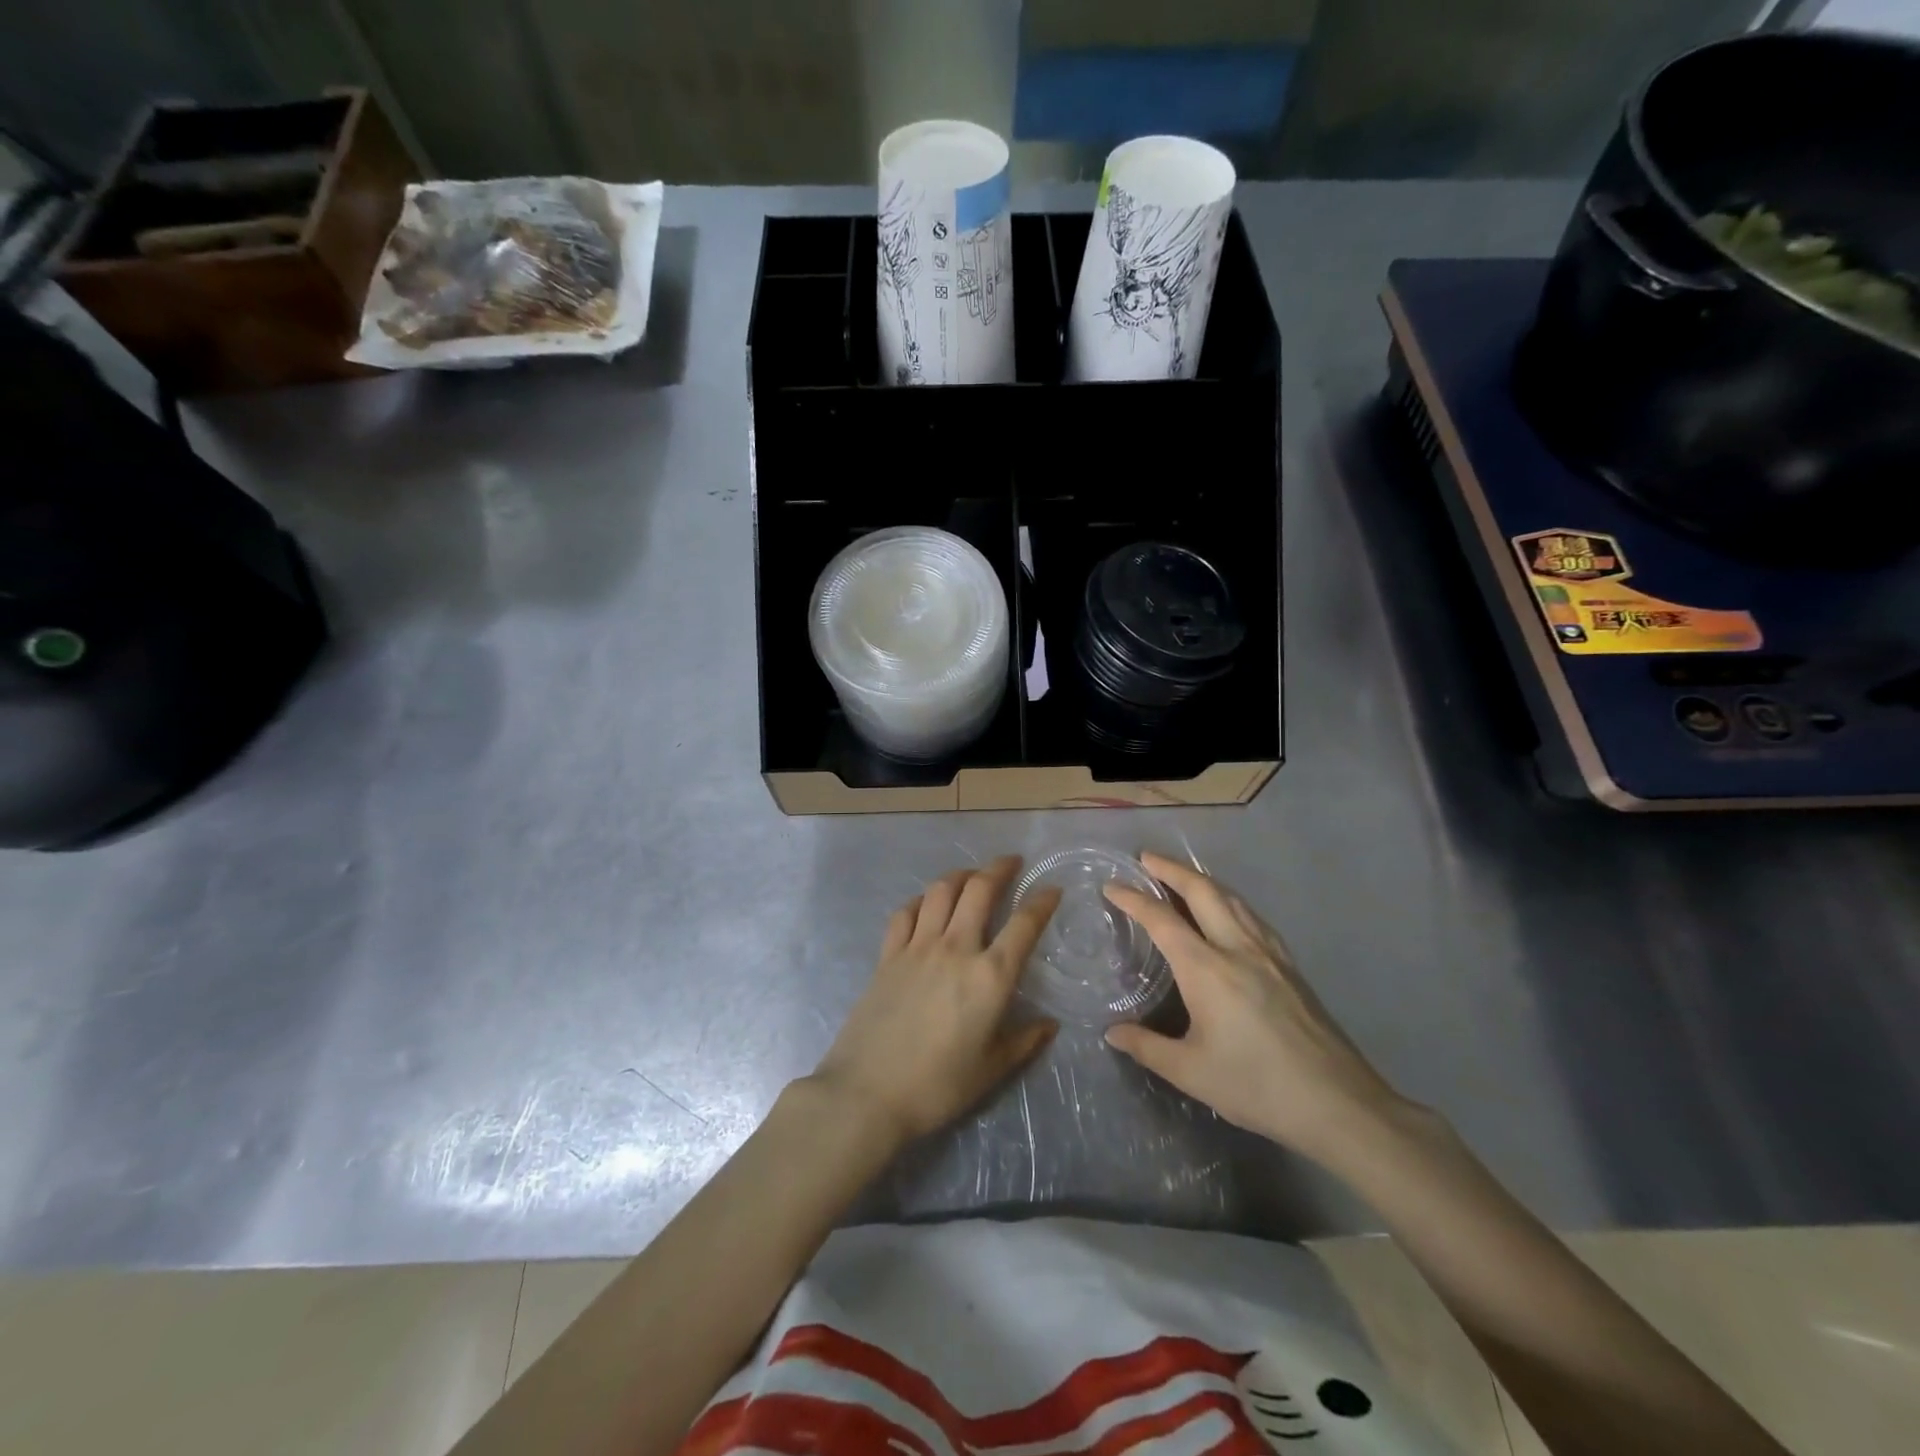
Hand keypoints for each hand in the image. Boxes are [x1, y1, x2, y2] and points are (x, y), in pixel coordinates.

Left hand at [809, 856, 1060, 1149]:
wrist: (867, 1092)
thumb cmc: (937, 1086)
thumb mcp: (991, 1070)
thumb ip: (1024, 1041)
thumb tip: (1050, 1025)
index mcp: (990, 976)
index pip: (1024, 924)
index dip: (1042, 901)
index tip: (1052, 889)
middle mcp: (956, 949)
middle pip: (979, 890)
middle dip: (999, 869)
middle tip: (1011, 862)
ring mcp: (917, 947)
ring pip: (940, 891)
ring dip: (960, 875)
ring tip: (971, 876)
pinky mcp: (888, 955)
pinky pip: (905, 913)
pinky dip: (920, 901)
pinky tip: (925, 905)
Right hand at [1103, 852, 1411, 1166]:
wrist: (1338, 1104)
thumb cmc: (1257, 1086)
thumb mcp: (1191, 1072)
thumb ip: (1147, 1047)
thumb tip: (1113, 1033)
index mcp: (1207, 969)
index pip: (1162, 920)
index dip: (1133, 899)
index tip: (1112, 886)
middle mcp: (1237, 948)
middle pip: (1202, 892)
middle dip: (1171, 869)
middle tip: (1146, 858)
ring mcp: (1269, 954)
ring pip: (1232, 899)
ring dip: (1202, 880)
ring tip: (1183, 877)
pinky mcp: (1290, 967)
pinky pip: (1253, 916)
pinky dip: (1230, 900)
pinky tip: (1230, 912)